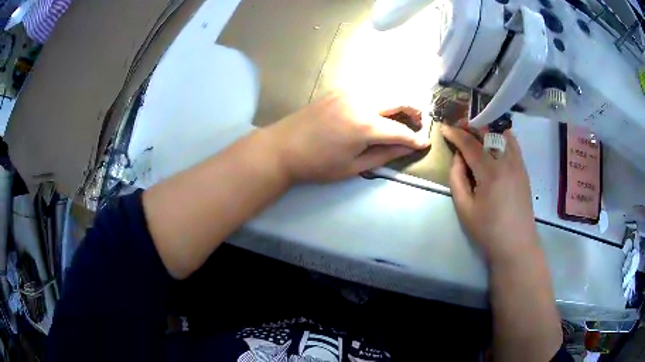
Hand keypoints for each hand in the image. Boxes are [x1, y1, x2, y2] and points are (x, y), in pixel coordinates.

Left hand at [265, 92, 429, 182]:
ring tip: (401, 117)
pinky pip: (369, 88)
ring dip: (398, 100)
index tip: (425, 144)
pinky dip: (381, 96)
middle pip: (398, 98)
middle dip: (413, 111)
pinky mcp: (339, 90)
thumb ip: (384, 155)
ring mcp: (349, 92)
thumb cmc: (317, 164)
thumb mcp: (352, 167)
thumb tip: (407, 148)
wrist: (282, 147)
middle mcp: (361, 102)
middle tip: (418, 124)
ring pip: (385, 89)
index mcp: (365, 126)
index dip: (415, 139)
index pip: (400, 131)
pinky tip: (379, 109)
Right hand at [441, 125, 538, 264]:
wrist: (517, 244)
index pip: (470, 144)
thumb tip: (458, 157)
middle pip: (488, 132)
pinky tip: (494, 142)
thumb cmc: (488, 230)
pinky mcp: (523, 169)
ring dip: (487, 128)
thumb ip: (457, 179)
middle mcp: (506, 162)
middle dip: (471, 126)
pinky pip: (513, 143)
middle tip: (459, 127)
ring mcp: (518, 164)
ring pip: (503, 134)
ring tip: (476, 132)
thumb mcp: (464, 209)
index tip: (444, 128)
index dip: (455, 134)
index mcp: (490, 172)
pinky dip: (502, 136)